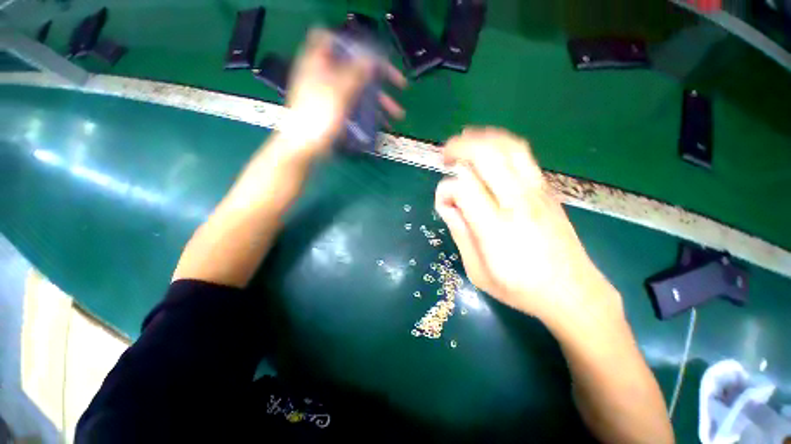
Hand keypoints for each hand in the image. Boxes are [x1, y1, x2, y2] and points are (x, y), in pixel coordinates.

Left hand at [278, 28, 405, 159]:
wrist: (304, 145)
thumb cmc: (318, 115)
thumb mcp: (339, 90)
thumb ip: (356, 72)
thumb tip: (372, 59)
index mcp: (320, 61)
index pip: (334, 39)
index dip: (355, 44)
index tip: (374, 54)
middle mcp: (326, 75)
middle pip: (356, 68)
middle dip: (379, 78)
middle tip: (400, 86)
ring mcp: (332, 95)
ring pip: (359, 91)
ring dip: (379, 101)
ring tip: (398, 114)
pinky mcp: (336, 112)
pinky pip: (356, 107)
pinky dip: (369, 113)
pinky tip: (382, 123)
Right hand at [435, 128, 623, 328]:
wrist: (573, 293)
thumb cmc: (521, 288)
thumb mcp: (478, 271)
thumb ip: (460, 233)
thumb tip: (447, 205)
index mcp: (496, 229)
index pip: (462, 189)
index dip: (444, 192)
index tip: (444, 204)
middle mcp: (517, 203)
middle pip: (486, 156)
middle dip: (460, 148)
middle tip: (446, 155)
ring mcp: (536, 193)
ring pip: (508, 148)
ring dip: (482, 139)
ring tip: (466, 142)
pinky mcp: (547, 191)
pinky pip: (523, 156)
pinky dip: (501, 145)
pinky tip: (490, 151)